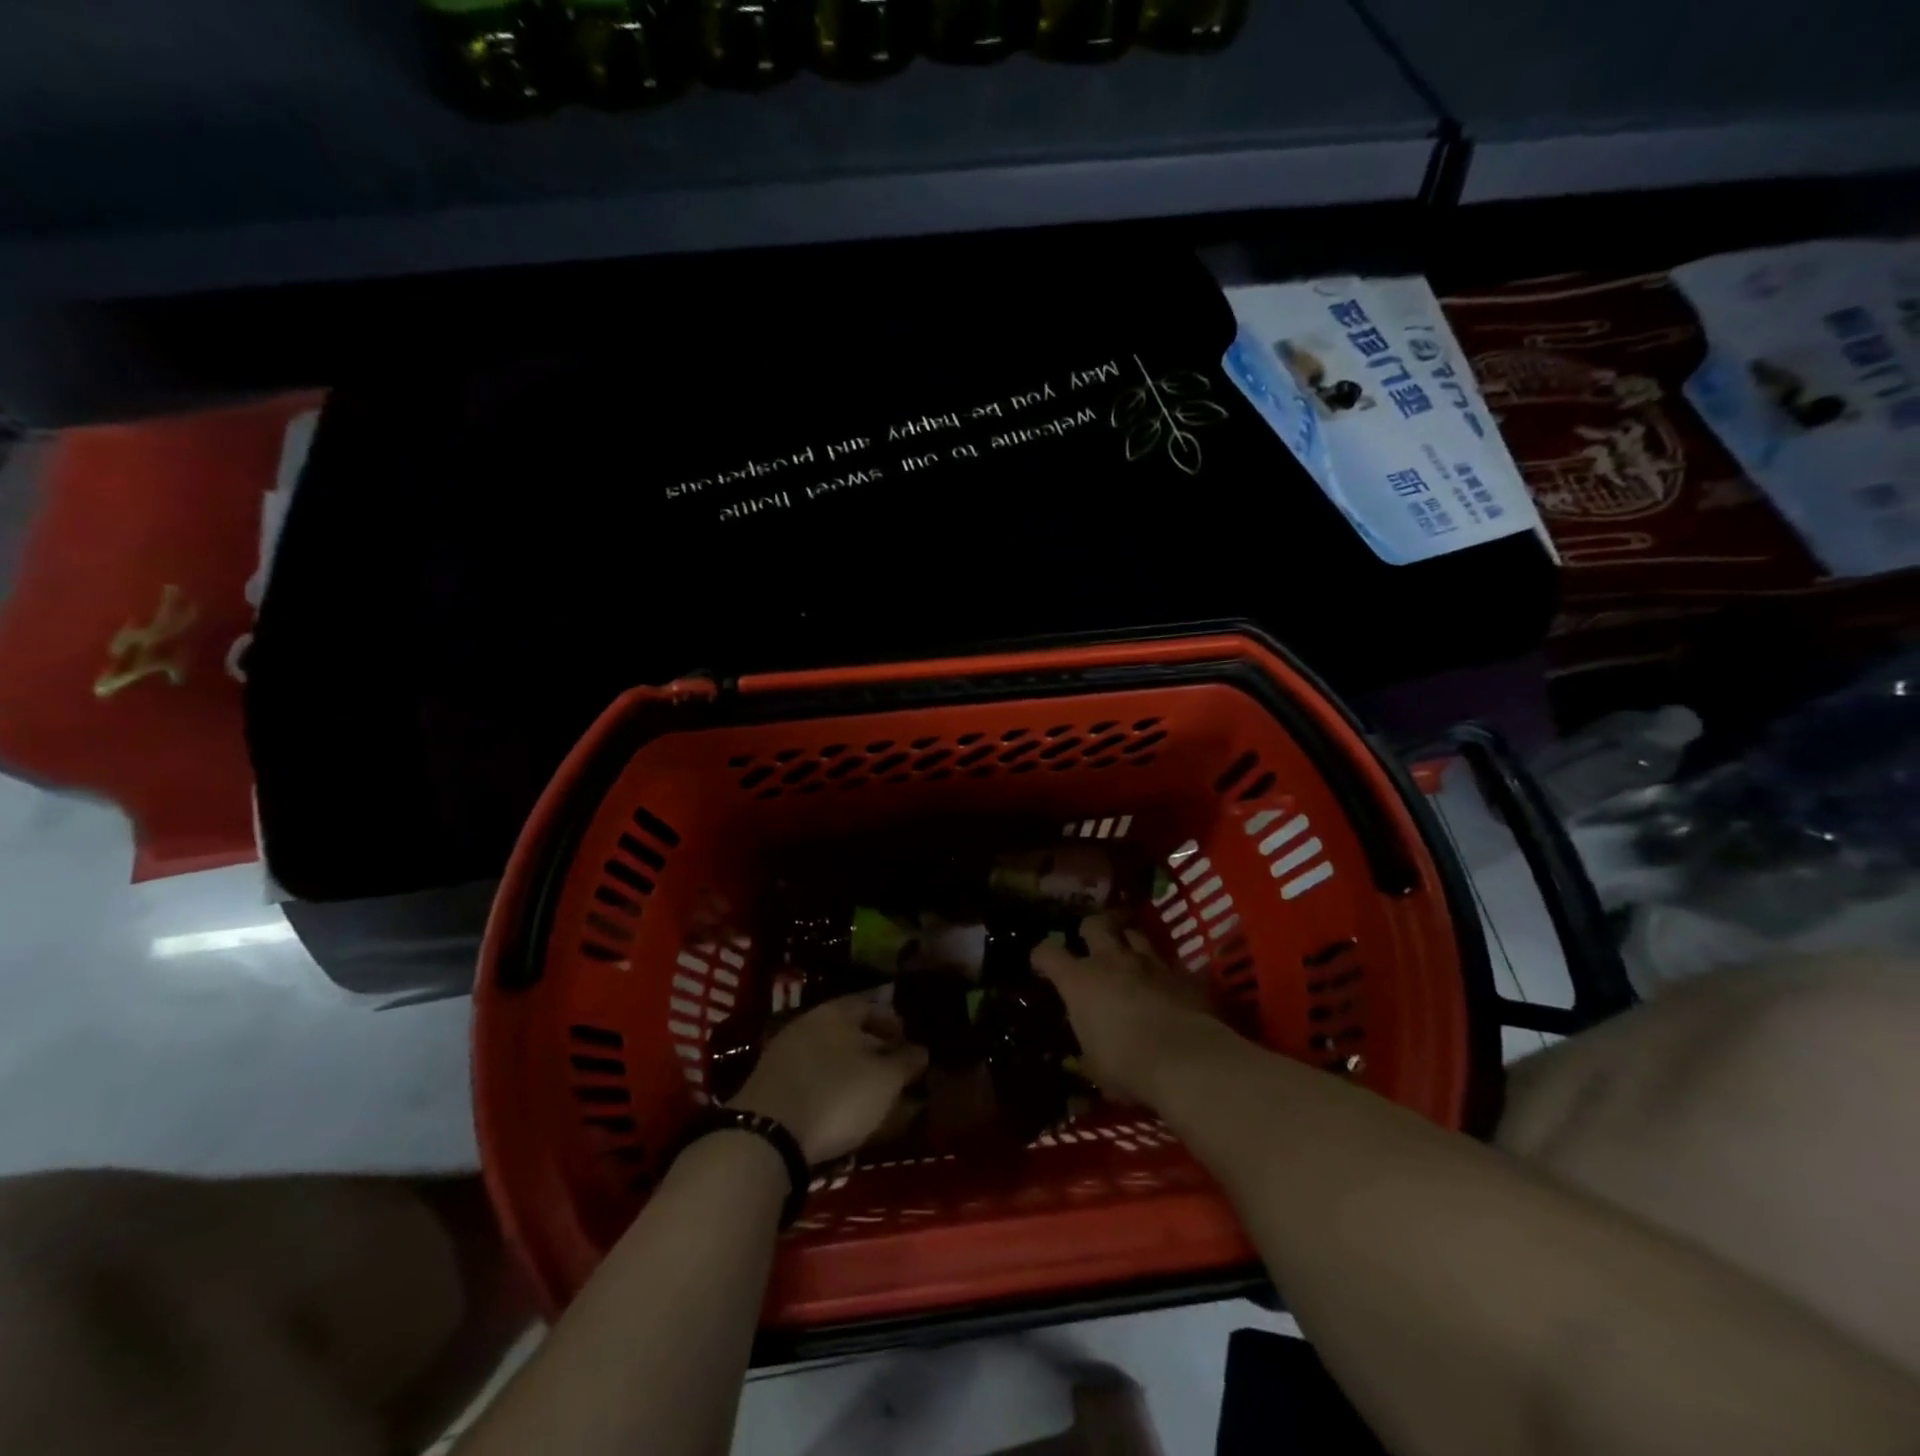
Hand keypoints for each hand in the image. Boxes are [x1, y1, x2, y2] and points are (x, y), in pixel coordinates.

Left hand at [729, 995, 928, 1164]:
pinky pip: (806, 1075)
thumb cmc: (836, 1095)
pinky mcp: (767, 1082)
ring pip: (825, 1052)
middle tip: (889, 1068)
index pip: (870, 1005)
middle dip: (869, 1045)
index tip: (907, 1041)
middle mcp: (808, 1022)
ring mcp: (783, 1051)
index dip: (892, 1021)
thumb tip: (921, 1049)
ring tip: (864, 1092)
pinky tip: (833, 1106)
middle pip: (845, 1028)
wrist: (765, 1134)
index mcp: (837, 1011)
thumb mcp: (884, 1081)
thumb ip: (906, 1062)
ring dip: (845, 1067)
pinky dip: (824, 1085)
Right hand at [1031, 915, 1217, 1104]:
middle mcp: (1110, 960)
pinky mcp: (1181, 972)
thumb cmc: (1127, 1065)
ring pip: (1134, 933)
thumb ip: (1088, 1051)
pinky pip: (1167, 960)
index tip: (1040, 962)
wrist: (1186, 1059)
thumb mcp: (1096, 1067)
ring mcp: (1149, 962)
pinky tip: (1164, 982)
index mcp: (1079, 981)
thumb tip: (1086, 1056)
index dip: (1042, 955)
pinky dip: (1161, 969)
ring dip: (1127, 941)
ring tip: (1128, 955)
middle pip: (1094, 924)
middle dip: (1089, 930)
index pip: (1048, 953)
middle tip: (1090, 943)